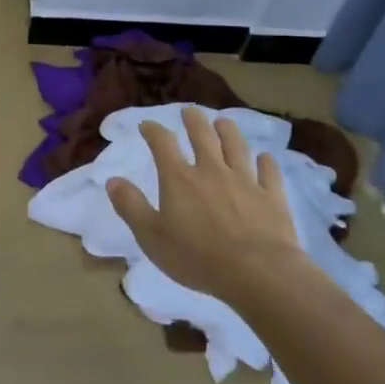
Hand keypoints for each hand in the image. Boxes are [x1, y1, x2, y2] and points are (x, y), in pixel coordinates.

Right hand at [106, 107, 305, 303]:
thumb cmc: (196, 257)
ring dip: (228, 132)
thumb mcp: (151, 236)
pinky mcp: (271, 197)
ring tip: (223, 122)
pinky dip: (266, 163)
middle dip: (194, 120)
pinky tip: (265, 158)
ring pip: (236, 147)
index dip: (153, 131)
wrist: (256, 272)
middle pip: (203, 136)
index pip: (163, 144)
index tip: (147, 126)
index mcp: (180, 179)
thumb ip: (131, 206)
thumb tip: (112, 180)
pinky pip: (269, 173)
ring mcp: (245, 181)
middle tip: (189, 111)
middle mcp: (212, 171)